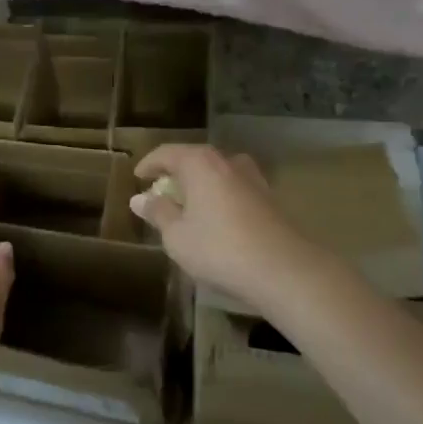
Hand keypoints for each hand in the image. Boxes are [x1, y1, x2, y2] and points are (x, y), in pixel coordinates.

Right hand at [131, 145, 318, 308]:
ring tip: (189, 205)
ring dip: (200, 185)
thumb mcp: (177, 236)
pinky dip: (220, 197)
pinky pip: (235, 189)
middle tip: (161, 192)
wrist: (285, 270)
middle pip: (195, 159)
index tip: (138, 177)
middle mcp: (227, 161)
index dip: (149, 164)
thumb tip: (139, 199)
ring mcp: (253, 178)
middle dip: (175, 174)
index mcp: (200, 163)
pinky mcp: (270, 198)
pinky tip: (217, 219)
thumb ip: (158, 213)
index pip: (167, 153)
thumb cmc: (219, 249)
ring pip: (218, 173)